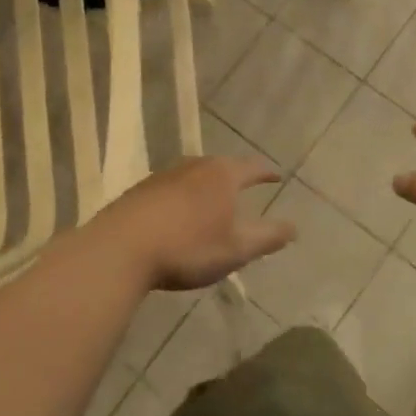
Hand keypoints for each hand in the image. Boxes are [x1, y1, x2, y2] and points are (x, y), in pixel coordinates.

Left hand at [96, 156, 294, 290]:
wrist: (121, 249)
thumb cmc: (188, 247)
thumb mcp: (236, 249)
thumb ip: (268, 237)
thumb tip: (294, 227)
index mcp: (222, 175)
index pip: (252, 167)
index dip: (267, 173)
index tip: (276, 176)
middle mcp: (194, 166)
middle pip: (222, 166)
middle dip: (235, 177)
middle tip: (245, 188)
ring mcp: (164, 176)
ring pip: (195, 175)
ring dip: (207, 187)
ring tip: (213, 201)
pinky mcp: (140, 190)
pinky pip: (172, 189)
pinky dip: (183, 197)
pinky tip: (179, 214)